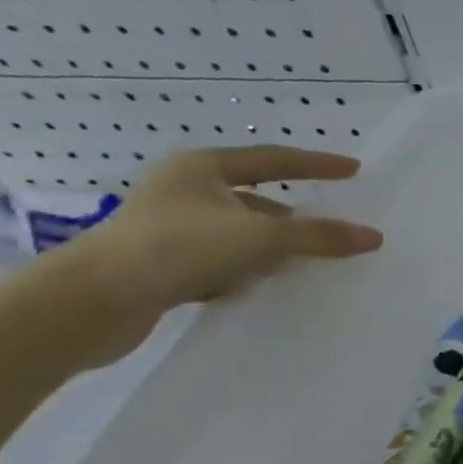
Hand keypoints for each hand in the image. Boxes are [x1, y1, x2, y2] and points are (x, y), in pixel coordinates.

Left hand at [63, 145, 382, 364]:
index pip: (274, 160)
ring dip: (270, 247)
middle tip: (330, 226)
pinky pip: (220, 260)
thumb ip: (319, 236)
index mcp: (201, 168)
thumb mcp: (261, 238)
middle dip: (293, 215)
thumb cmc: (177, 249)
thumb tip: (373, 236)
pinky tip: (260, 286)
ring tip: (304, 263)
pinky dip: (244, 270)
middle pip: (256, 199)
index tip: (354, 170)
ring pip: (238, 233)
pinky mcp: (159, 264)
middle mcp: (182, 191)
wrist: (88, 303)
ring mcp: (167, 228)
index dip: (317, 164)